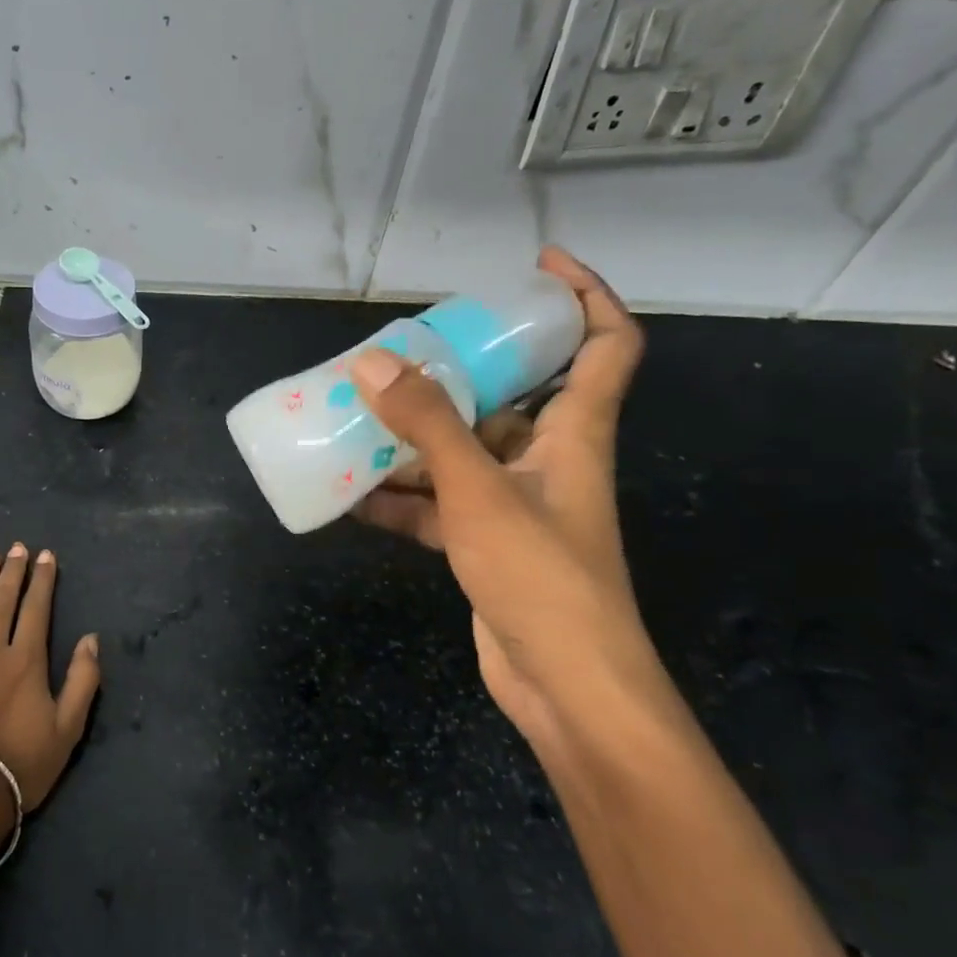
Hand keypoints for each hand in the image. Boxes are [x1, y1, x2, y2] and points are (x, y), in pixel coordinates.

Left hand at [0, 544, 100, 822]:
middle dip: (12, 571)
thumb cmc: (20, 765)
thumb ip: (82, 681)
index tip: (46, 556)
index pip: (36, 608)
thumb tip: (92, 639)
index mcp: (26, 661)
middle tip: (17, 547)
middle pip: (3, 600)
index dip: (42, 580)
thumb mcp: (67, 729)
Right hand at [350, 247, 665, 747]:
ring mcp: (515, 504)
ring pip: (462, 452)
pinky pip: (438, 504)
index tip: (539, 267)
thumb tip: (372, 362)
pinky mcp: (487, 544)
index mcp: (574, 433)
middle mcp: (548, 460)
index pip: (606, 344)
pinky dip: (399, 498)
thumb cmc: (541, 577)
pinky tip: (350, 495)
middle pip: (512, 395)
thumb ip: (426, 425)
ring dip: (413, 439)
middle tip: (403, 350)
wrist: (566, 688)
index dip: (585, 295)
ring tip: (356, 416)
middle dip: (460, 369)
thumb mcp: (478, 491)